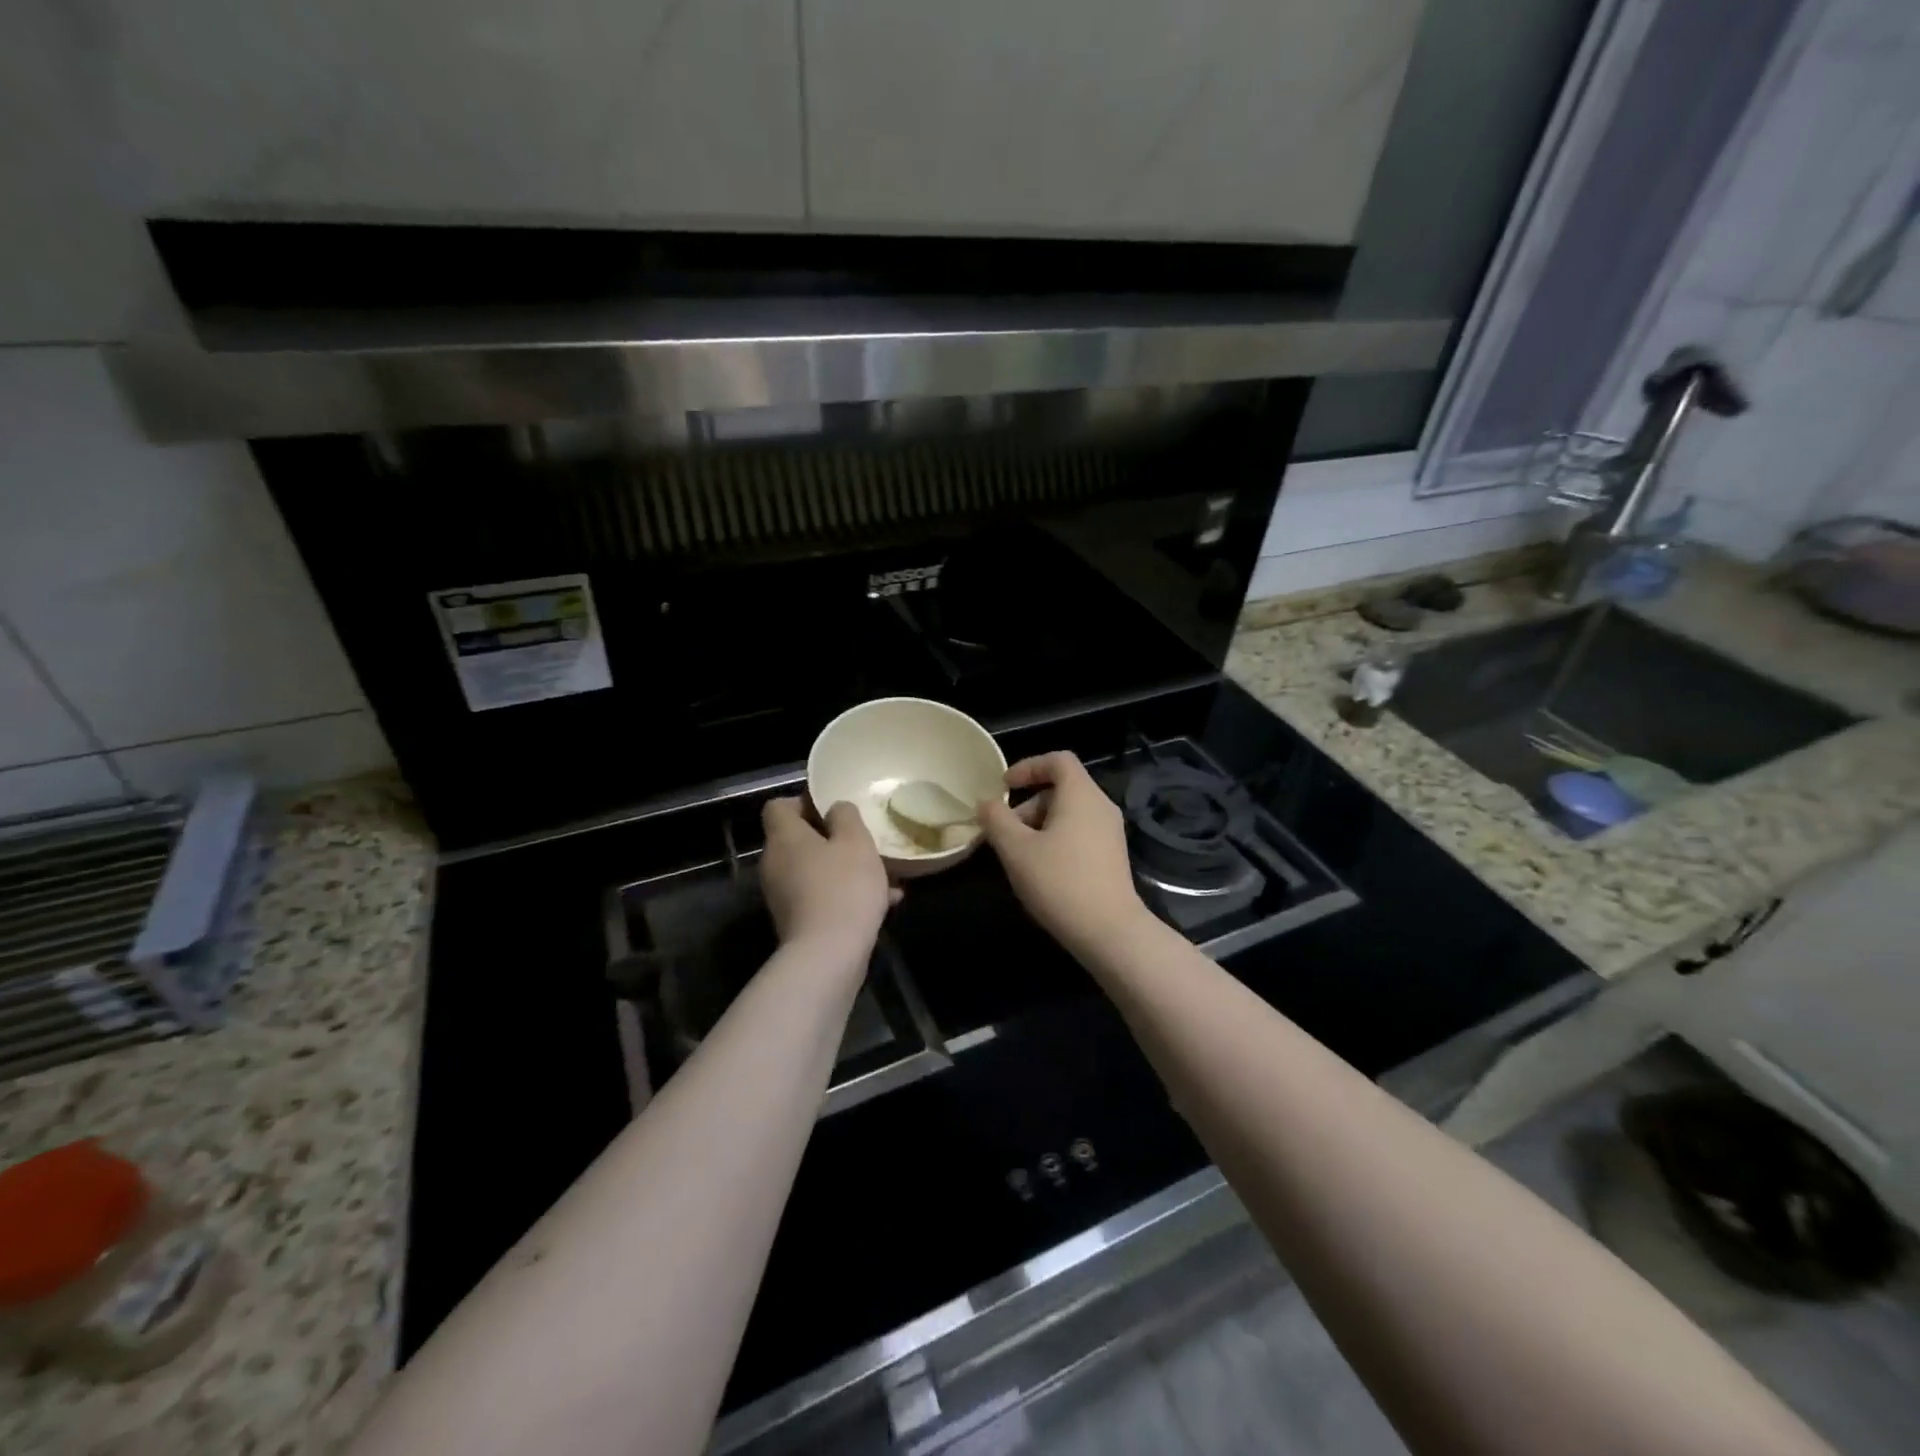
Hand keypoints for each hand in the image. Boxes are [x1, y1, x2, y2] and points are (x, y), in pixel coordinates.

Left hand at [760, 798, 892, 964]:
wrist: (829, 955)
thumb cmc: (843, 887)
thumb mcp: (855, 841)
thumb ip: (845, 816)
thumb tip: (835, 809)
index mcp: (784, 837)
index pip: (778, 807)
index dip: (804, 802)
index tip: (834, 809)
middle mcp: (775, 864)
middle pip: (798, 840)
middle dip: (833, 839)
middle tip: (864, 841)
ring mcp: (783, 896)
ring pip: (815, 870)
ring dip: (845, 868)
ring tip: (885, 875)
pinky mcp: (796, 921)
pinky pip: (821, 896)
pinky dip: (845, 894)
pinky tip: (885, 903)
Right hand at [978, 752, 1151, 956]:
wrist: (1110, 931)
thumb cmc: (1060, 882)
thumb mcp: (1016, 849)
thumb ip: (996, 819)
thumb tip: (986, 802)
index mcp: (1081, 795)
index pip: (1058, 760)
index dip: (1028, 766)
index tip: (1004, 787)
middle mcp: (1101, 806)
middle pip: (1061, 788)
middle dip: (1027, 805)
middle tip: (1004, 833)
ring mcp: (1110, 832)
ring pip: (1069, 813)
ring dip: (1039, 825)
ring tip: (1018, 856)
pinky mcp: (1112, 856)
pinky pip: (1080, 833)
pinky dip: (1056, 839)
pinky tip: (1041, 870)